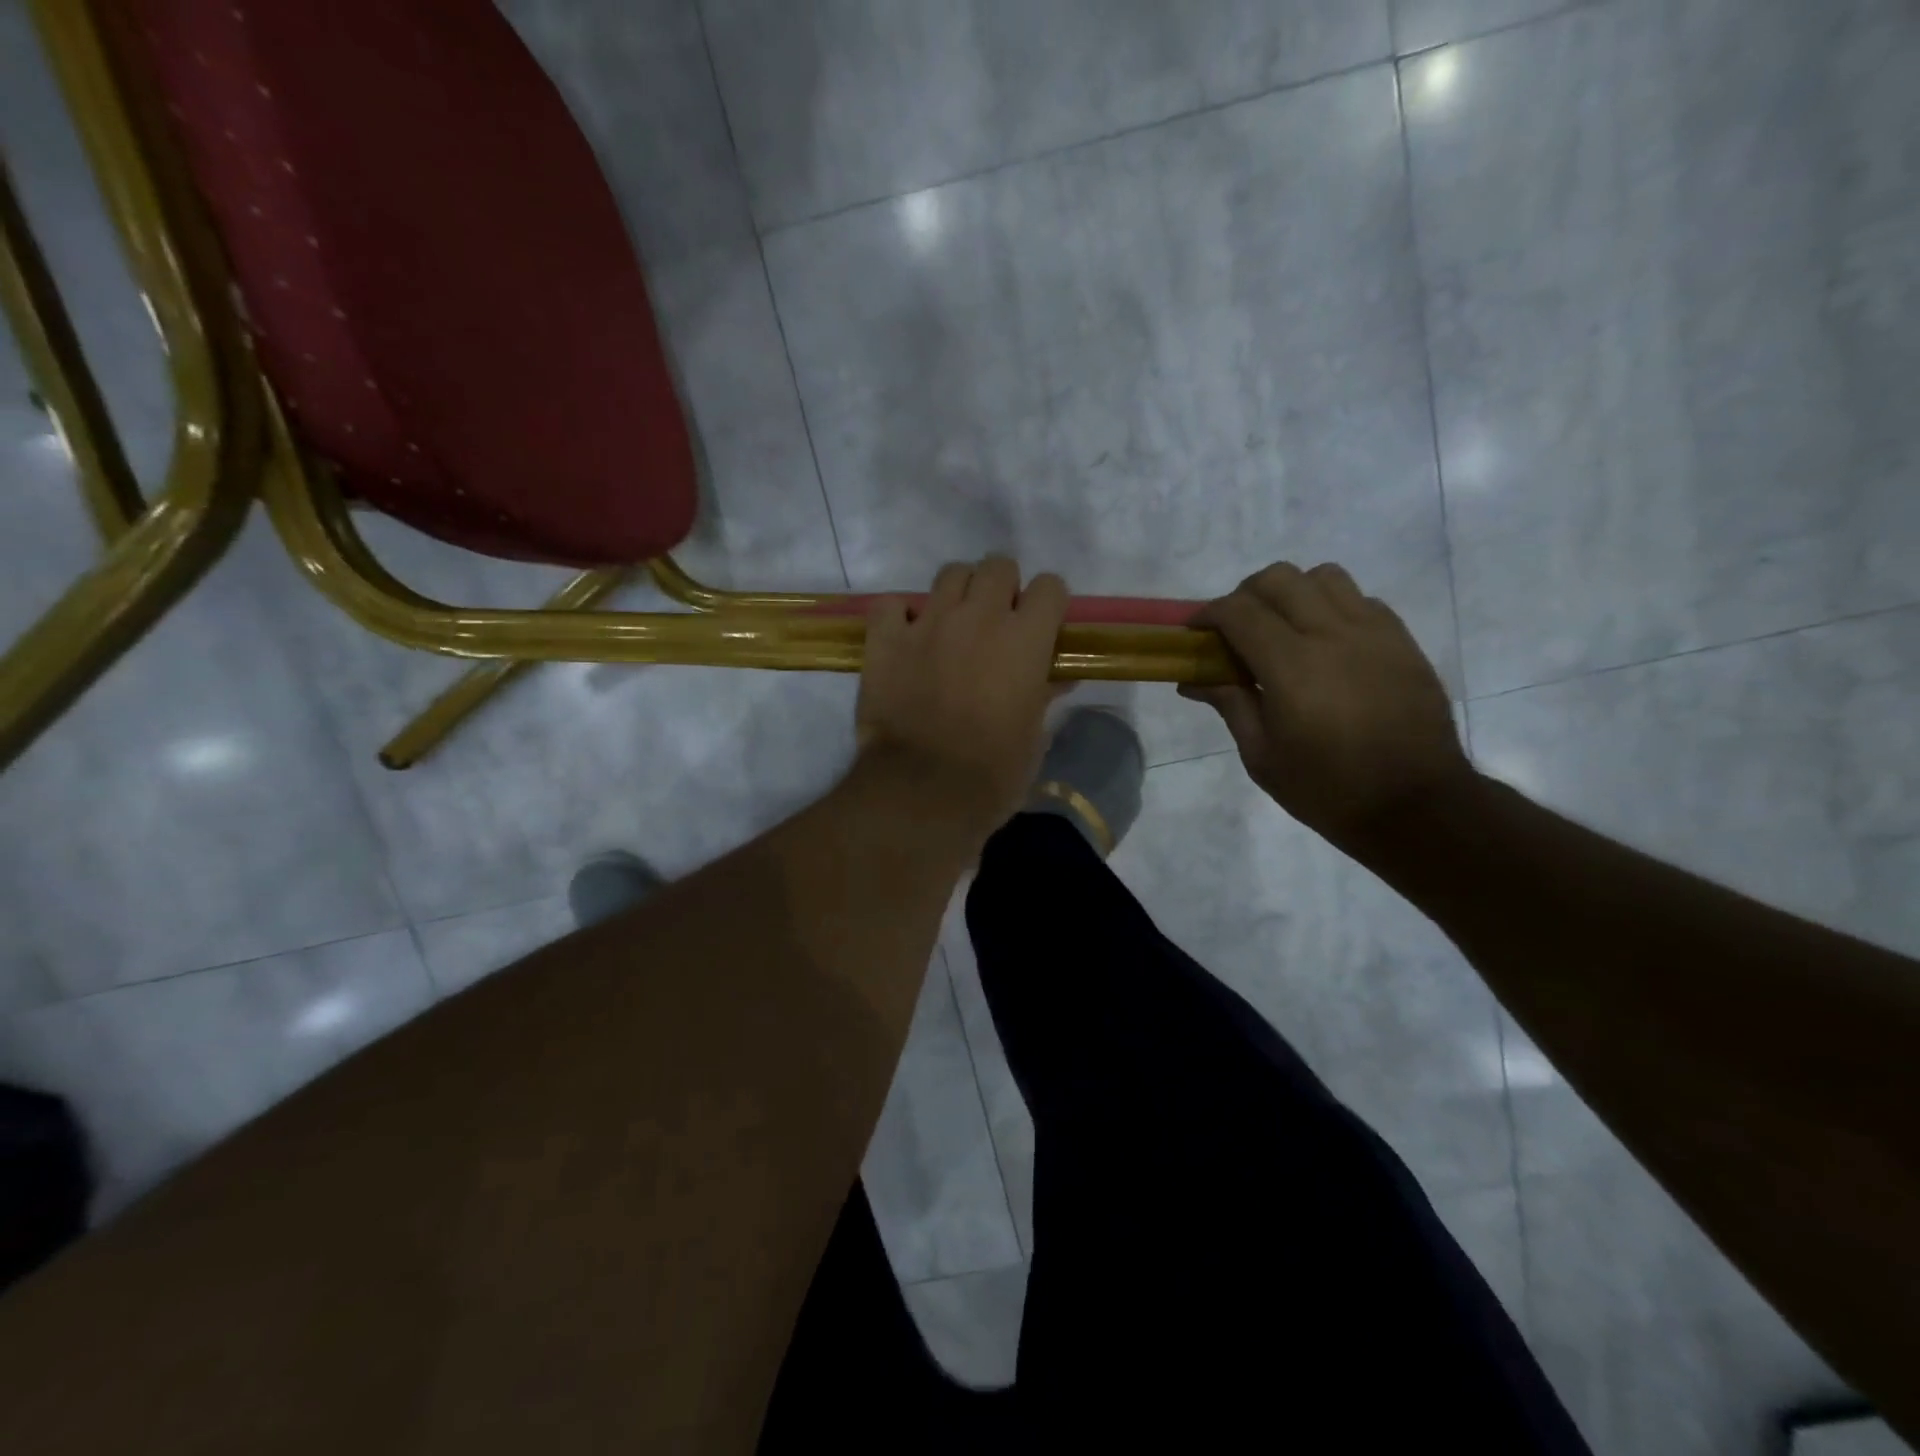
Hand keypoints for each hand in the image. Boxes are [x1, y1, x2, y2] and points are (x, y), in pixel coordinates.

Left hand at [856, 556, 1068, 839]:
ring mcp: (929, 623)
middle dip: (1002, 588)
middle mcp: (979, 617)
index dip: (1047, 603)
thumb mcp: (1033, 736)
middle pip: (998, 565)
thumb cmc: (993, 773)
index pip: (1050, 586)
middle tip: (995, 623)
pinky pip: (891, 604)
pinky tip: (906, 638)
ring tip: (952, 627)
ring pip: (950, 574)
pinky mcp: (885, 639)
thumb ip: (1044, 694)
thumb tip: (1057, 678)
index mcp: (1025, 639)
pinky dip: (900, 616)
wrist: (924, 792)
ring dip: (958, 594)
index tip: (1041, 625)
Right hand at [1180, 562, 1470, 849]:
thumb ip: (1230, 704)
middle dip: (1245, 594)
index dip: (1208, 614)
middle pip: (1279, 579)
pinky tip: (1326, 644)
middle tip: (1235, 628)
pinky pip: (1360, 600)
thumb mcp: (1262, 756)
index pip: (1239, 612)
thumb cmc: (1327, 788)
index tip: (1195, 632)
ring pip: (1323, 577)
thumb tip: (1193, 679)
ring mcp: (1374, 632)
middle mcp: (1332, 634)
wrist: (1416, 805)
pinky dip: (1332, 607)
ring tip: (1283, 628)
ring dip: (1292, 592)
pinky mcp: (1402, 640)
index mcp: (1291, 666)